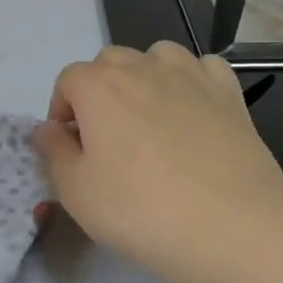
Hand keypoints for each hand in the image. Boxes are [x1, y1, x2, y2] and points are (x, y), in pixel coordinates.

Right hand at [33, 43, 282, 282]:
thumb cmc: (142, 210)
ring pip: (156, 56)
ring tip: (150, 120)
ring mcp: (190, 75)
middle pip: (109, 63)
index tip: (71, 149)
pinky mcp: (229, 92)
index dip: (62, 111)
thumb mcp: (77, 193)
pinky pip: (202, 68)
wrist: (234, 226)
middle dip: (99, 92)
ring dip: (144, 78)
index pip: (67, 80)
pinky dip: (192, 81)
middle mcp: (142, 67)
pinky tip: (194, 112)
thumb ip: (53, 153)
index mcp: (99, 86)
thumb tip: (47, 129)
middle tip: (108, 140)